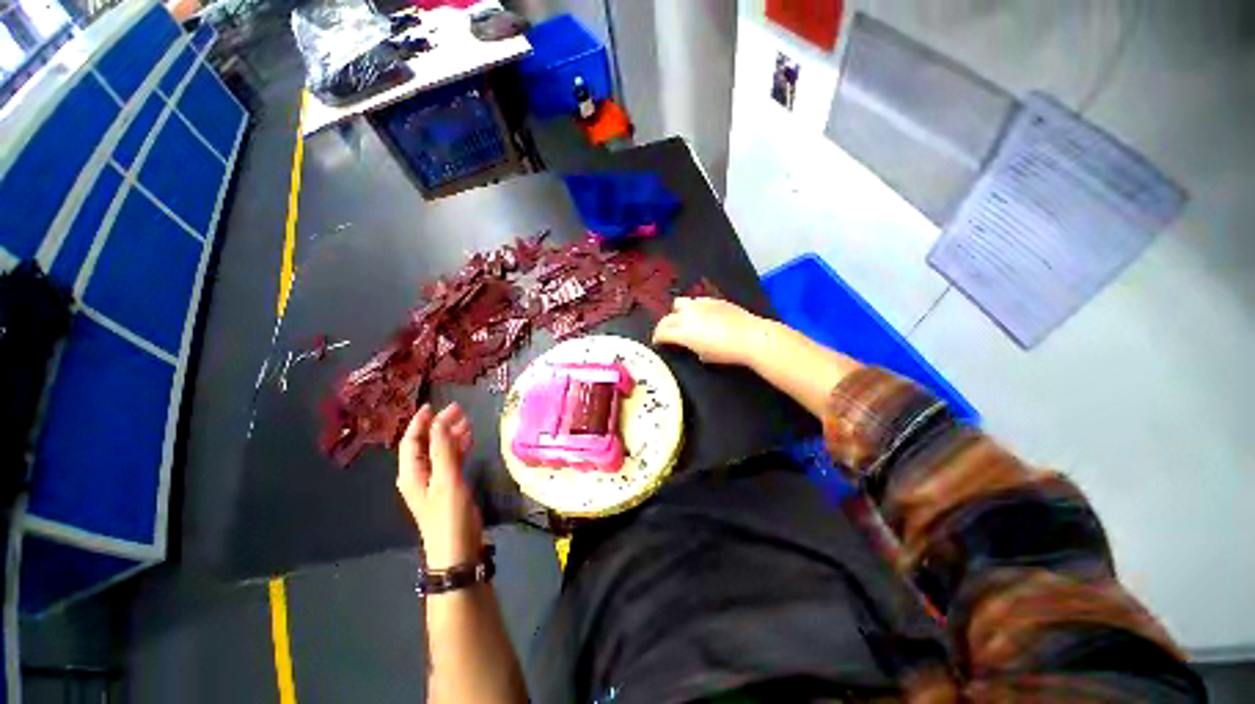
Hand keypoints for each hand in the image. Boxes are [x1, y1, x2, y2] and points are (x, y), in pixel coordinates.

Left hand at [397, 403, 483, 569]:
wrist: (458, 551)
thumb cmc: (449, 516)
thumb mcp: (447, 480)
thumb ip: (444, 450)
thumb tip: (440, 421)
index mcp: (412, 473)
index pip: (412, 441)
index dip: (421, 422)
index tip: (434, 404)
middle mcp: (419, 475)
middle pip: (426, 444)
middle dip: (439, 425)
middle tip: (459, 410)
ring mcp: (434, 482)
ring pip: (440, 451)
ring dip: (451, 435)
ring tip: (467, 420)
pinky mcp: (449, 487)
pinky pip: (451, 460)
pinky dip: (459, 447)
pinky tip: (470, 439)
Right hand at [652, 297, 767, 365]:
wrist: (750, 337)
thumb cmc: (726, 352)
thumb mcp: (704, 355)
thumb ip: (691, 347)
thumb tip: (691, 344)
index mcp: (683, 331)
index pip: (662, 332)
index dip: (657, 338)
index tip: (658, 342)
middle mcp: (688, 314)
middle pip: (667, 317)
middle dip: (664, 326)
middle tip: (667, 333)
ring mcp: (700, 304)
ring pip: (680, 304)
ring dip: (677, 313)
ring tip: (684, 321)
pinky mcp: (713, 300)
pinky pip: (696, 302)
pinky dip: (693, 309)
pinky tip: (702, 316)